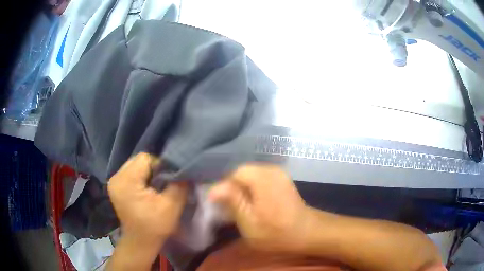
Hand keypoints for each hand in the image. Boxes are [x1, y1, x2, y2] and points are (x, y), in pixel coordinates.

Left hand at [108, 153, 187, 246]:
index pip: (146, 158)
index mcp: (127, 181)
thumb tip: (183, 168)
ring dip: (147, 173)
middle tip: (162, 183)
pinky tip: (146, 189)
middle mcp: (116, 177)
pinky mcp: (115, 185)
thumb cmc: (155, 226)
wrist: (140, 242)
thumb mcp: (172, 206)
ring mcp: (114, 181)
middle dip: (153, 169)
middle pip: (139, 160)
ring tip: (154, 187)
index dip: (160, 166)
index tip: (168, 180)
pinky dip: (141, 177)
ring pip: (135, 165)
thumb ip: (178, 184)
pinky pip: (131, 172)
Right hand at [209, 164, 310, 252]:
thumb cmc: (276, 233)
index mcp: (263, 179)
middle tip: (229, 207)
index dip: (224, 188)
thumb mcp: (249, 222)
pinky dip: (253, 188)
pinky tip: (253, 202)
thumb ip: (232, 202)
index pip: (234, 174)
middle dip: (233, 188)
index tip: (221, 205)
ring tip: (240, 206)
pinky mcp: (282, 179)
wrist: (307, 233)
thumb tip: (213, 188)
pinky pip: (260, 178)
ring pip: (251, 175)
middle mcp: (271, 170)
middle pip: (243, 172)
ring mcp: (279, 173)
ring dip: (243, 188)